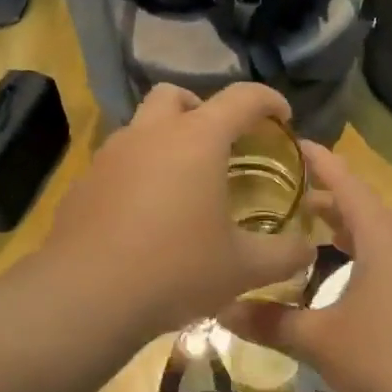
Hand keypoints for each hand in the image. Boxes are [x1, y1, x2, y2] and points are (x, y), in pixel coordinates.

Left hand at [41, 83, 315, 342]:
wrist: (86, 296)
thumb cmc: (175, 270)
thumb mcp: (242, 269)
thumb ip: (284, 254)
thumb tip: (307, 249)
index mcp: (196, 140)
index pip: (242, 98)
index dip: (269, 101)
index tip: (283, 118)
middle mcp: (150, 134)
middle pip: (176, 95)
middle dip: (203, 109)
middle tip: (221, 144)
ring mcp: (110, 156)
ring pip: (141, 127)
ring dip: (166, 140)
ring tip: (182, 184)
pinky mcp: (84, 182)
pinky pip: (117, 162)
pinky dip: (138, 173)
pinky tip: (144, 215)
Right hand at [218, 142, 391, 391]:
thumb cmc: (386, 360)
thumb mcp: (319, 340)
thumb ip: (270, 321)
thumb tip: (221, 308)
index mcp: (383, 238)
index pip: (346, 183)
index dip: (318, 160)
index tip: (291, 142)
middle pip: (362, 208)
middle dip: (324, 198)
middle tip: (283, 194)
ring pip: (377, 238)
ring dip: (343, 231)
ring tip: (306, 232)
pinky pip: (389, 263)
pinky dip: (360, 257)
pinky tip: (340, 281)